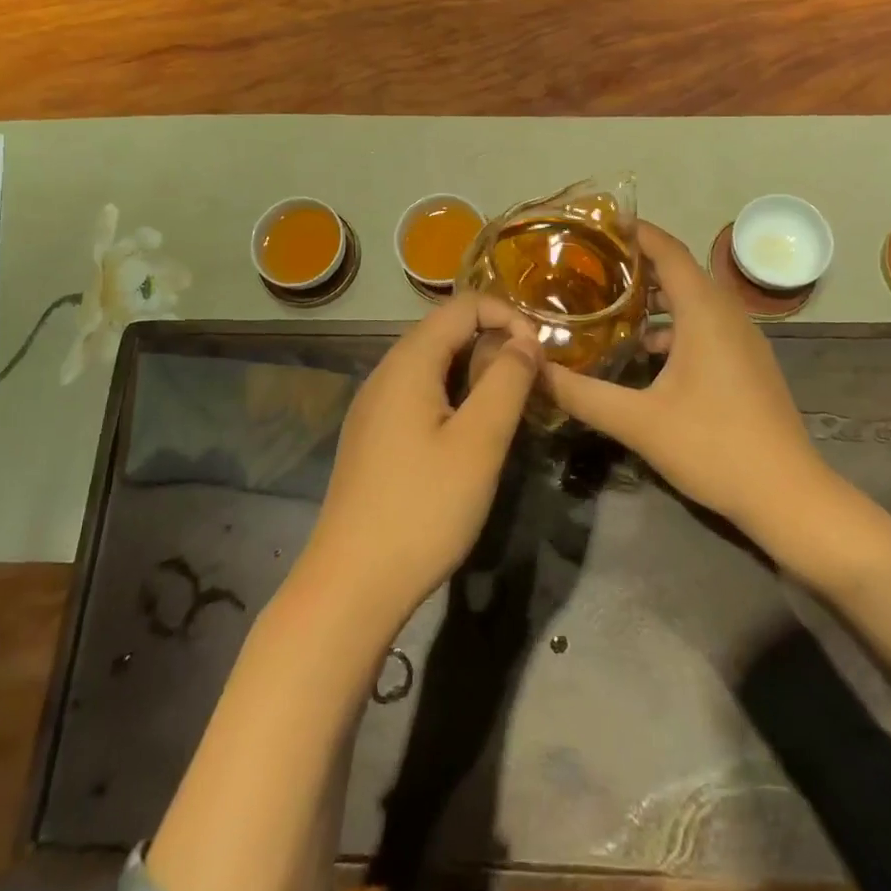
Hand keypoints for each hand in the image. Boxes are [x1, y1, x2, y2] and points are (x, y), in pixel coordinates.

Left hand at [300, 293, 542, 628]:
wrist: (352, 584)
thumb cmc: (423, 508)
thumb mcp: (479, 442)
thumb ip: (507, 380)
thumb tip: (526, 339)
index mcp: (408, 362)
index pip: (463, 306)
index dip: (507, 316)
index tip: (539, 355)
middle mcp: (385, 373)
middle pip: (446, 332)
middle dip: (494, 345)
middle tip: (530, 386)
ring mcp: (375, 406)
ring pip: (434, 366)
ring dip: (476, 374)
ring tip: (508, 411)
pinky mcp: (374, 436)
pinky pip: (420, 395)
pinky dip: (454, 398)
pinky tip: (470, 437)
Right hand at [543, 222, 827, 543]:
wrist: (788, 496)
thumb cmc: (714, 447)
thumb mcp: (638, 422)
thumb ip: (582, 394)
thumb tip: (535, 370)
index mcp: (705, 313)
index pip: (668, 251)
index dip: (635, 232)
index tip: (597, 225)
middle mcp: (727, 314)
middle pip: (680, 271)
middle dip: (637, 264)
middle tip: (590, 266)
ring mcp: (742, 339)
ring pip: (693, 301)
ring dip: (655, 297)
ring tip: (609, 304)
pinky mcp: (747, 363)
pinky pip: (705, 325)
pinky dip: (673, 325)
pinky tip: (645, 352)